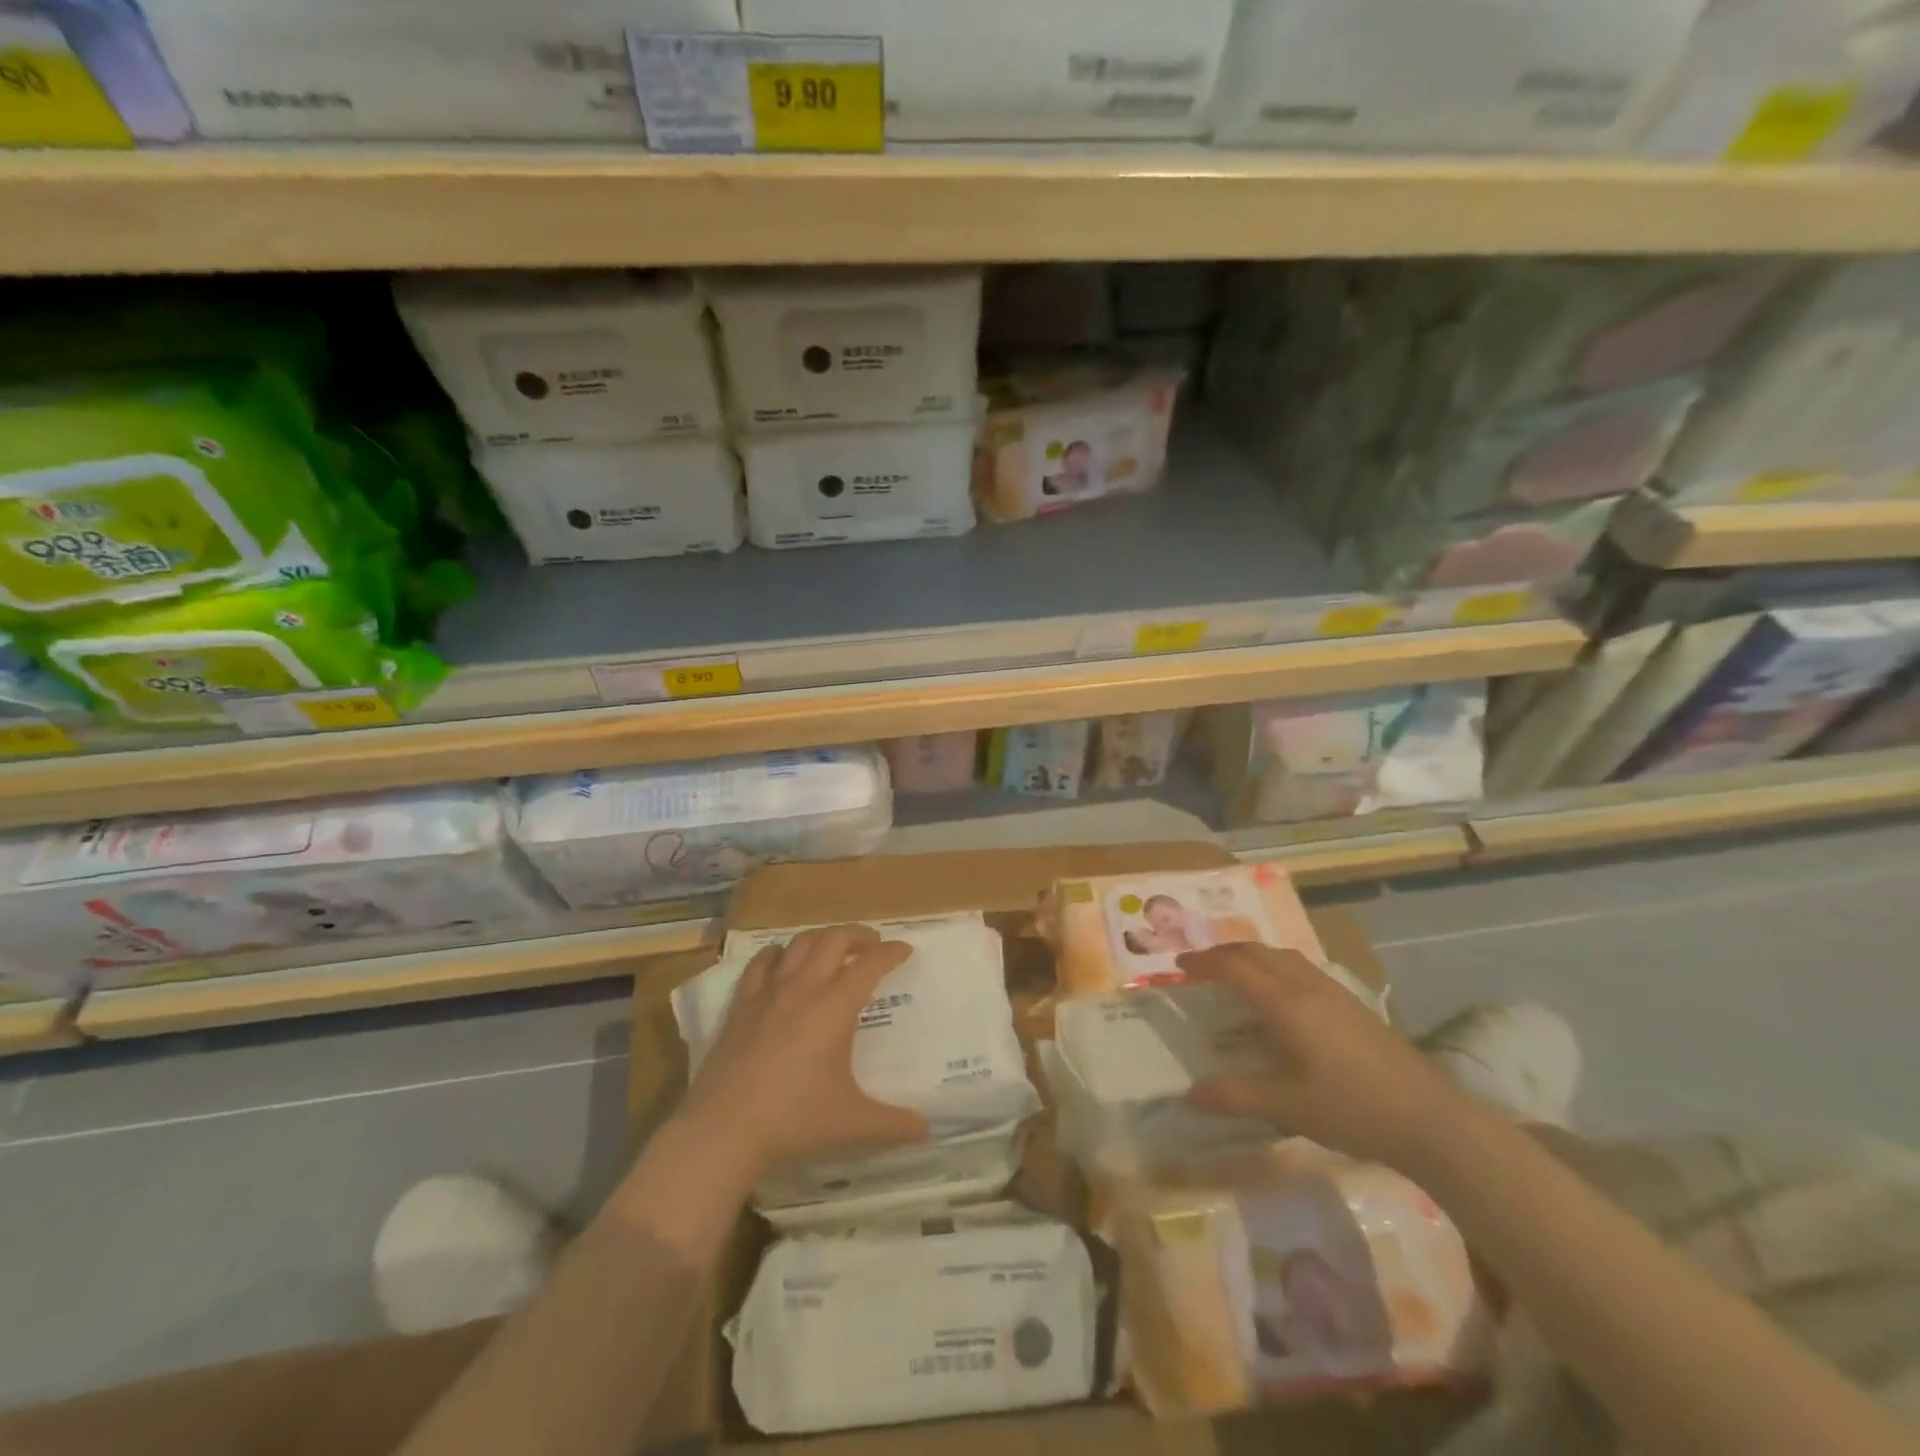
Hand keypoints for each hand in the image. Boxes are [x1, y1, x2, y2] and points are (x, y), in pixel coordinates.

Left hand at [676, 924, 929, 1179]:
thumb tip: (926, 1129)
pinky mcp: (740, 1006)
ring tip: (832, 948)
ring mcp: (768, 993)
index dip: (891, 952)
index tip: (905, 949)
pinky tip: (780, 959)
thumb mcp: (853, 1125)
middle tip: (872, 944)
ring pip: (798, 944)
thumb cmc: (795, 1121)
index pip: (870, 965)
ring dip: (821, 938)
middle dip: (857, 935)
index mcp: (835, 1007)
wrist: (723, 1131)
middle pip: (834, 940)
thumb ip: (893, 1124)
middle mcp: (804, 988)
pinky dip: (777, 954)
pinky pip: (760, 964)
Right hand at [1177, 944, 1467, 1171]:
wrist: (1431, 1118)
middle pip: (1257, 952)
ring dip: (1252, 956)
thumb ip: (1235, 1095)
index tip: (1178, 967)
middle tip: (1200, 967)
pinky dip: (1276, 967)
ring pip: (1282, 956)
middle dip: (1223, 953)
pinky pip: (1302, 968)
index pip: (1234, 967)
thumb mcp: (1286, 1106)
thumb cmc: (1351, 1108)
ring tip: (1235, 973)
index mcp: (1285, 1003)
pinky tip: (1281, 996)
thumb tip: (1190, 1094)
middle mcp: (1306, 986)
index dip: (1203, 962)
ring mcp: (1334, 992)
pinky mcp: (1353, 1004)